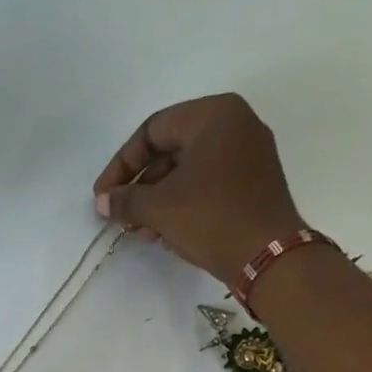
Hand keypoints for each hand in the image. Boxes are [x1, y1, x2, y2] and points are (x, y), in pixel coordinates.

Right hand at [92, 94, 306, 281]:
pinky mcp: (252, 184)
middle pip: (170, 151)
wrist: (267, 256)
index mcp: (214, 115)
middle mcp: (235, 125)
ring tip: (140, 232)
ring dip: (157, 201)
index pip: (152, 131)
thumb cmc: (211, 218)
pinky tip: (165, 234)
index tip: (103, 196)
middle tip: (120, 217)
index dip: (121, 166)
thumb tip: (104, 202)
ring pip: (187, 171)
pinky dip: (181, 205)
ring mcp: (248, 155)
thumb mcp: (159, 208)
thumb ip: (125, 200)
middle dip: (140, 188)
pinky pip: (207, 185)